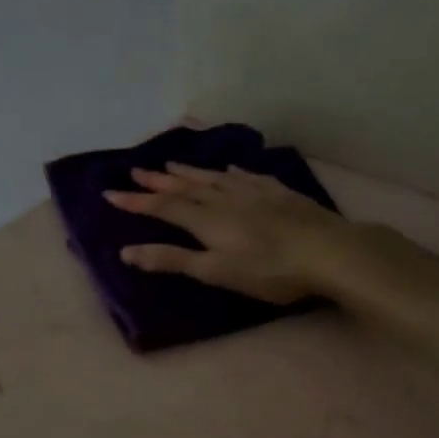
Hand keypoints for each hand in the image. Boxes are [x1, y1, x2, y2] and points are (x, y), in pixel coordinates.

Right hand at [103, 163, 354, 305]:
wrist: (328, 251)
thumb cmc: (270, 270)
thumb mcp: (217, 272)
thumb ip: (173, 260)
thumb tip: (126, 251)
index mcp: (206, 220)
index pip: (163, 207)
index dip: (136, 201)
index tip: (109, 192)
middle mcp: (224, 199)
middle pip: (185, 187)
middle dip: (158, 181)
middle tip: (135, 171)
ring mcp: (253, 192)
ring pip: (213, 177)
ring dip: (189, 171)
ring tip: (170, 165)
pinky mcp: (278, 193)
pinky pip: (246, 176)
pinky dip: (230, 172)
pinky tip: (228, 169)